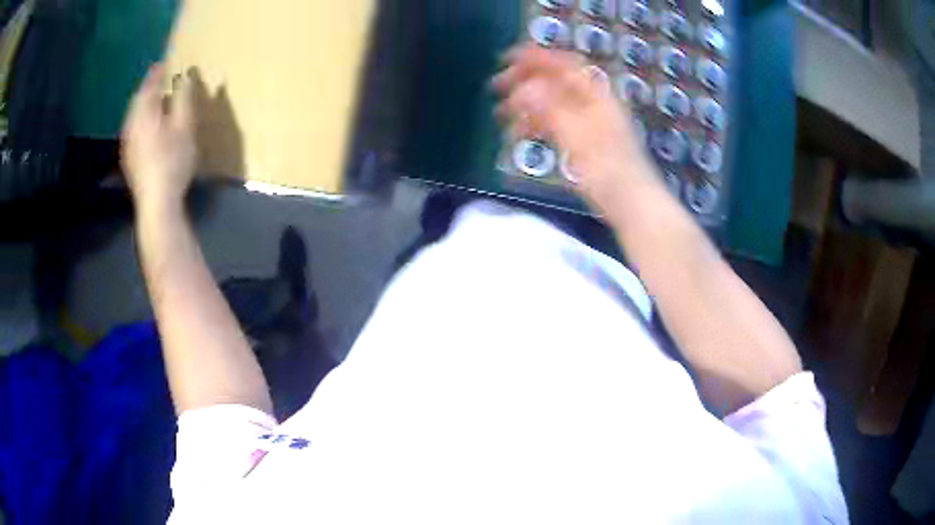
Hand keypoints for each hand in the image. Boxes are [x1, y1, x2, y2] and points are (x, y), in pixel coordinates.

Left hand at [121, 64, 196, 213]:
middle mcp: (131, 124)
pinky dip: (142, 120)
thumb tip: (186, 76)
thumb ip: (184, 98)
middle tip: (161, 79)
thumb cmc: (172, 160)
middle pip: (138, 99)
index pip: (149, 84)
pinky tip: (150, 127)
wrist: (156, 202)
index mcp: (144, 112)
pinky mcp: (129, 157)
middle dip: (149, 87)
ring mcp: (128, 142)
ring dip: (145, 104)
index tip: (166, 60)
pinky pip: (134, 129)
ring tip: (157, 101)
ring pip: (135, 114)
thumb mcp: (184, 125)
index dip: (158, 71)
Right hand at [493, 46, 660, 214]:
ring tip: (500, 114)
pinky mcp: (584, 142)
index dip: (536, 58)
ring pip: (552, 103)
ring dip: (526, 104)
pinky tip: (521, 133)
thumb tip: (522, 89)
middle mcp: (592, 103)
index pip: (563, 65)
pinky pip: (556, 123)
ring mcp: (588, 123)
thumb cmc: (607, 168)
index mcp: (595, 95)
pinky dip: (537, 123)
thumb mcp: (576, 135)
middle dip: (525, 81)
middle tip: (496, 87)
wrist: (632, 203)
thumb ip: (549, 110)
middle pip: (555, 82)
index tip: (507, 59)